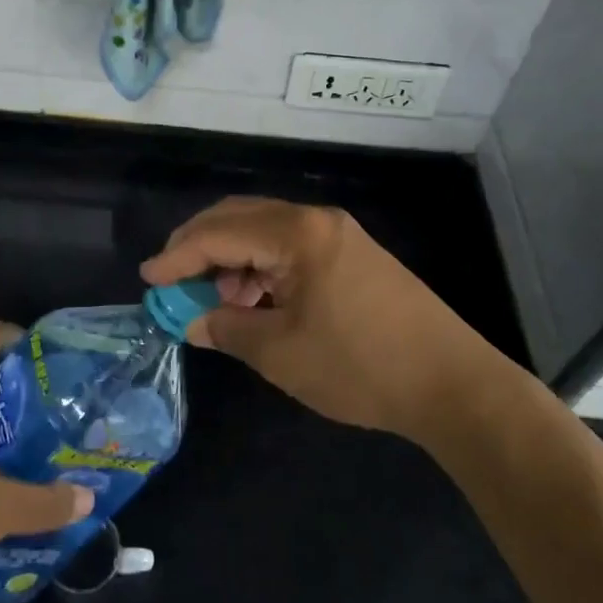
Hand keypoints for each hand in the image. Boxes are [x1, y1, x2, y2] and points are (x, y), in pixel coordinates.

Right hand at [141, 197, 484, 444]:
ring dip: (232, 258)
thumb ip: (227, 328)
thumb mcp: (281, 353)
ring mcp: (339, 235)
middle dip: (200, 246)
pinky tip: (255, 300)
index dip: (178, 257)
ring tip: (215, 300)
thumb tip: (190, 320)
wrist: (454, 384)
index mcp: (297, 233)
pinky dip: (262, 268)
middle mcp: (316, 220)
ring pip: (265, 232)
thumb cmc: (361, 366)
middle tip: (171, 279)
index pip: (220, 234)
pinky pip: (291, 248)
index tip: (148, 279)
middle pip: (241, 218)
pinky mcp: (353, 255)